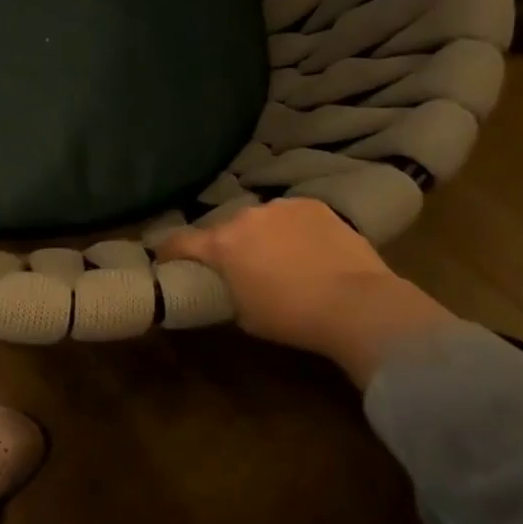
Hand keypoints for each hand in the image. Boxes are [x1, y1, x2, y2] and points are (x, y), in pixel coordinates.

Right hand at [157, 197, 455, 388]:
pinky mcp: (314, 205)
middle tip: (238, 266)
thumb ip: (226, 290)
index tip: (164, 258)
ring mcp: (281, 207)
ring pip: (259, 220)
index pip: (178, 242)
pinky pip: (291, 216)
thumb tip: (224, 284)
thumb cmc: (292, 317)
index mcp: (220, 245)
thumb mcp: (243, 314)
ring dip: (261, 234)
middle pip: (223, 229)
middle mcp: (244, 217)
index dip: (167, 251)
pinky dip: (292, 229)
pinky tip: (308, 248)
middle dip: (225, 245)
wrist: (358, 304)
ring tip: (279, 256)